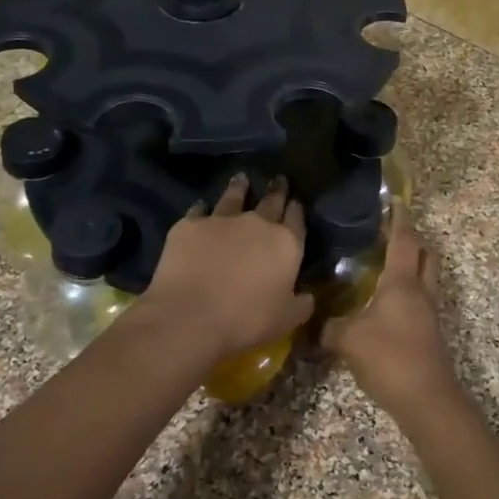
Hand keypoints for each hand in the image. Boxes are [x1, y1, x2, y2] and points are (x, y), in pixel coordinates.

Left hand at [141, 175, 314, 362]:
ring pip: (234, 196)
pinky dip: (202, 208)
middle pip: (270, 200)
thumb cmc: (246, 320)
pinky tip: (201, 207)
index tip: (296, 202)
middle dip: (276, 190)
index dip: (296, 209)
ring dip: (239, 187)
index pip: (296, 218)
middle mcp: (257, 223)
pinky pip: (199, 210)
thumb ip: (301, 304)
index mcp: (285, 244)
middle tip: (278, 179)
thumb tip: (308, 296)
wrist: (191, 315)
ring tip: (241, 178)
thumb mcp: (286, 320)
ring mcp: (221, 219)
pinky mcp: (190, 224)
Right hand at [323, 212, 456, 422]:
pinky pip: (420, 300)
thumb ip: (327, 327)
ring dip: (412, 266)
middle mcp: (420, 291)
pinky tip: (385, 301)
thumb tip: (311, 322)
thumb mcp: (348, 339)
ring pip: (426, 278)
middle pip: (425, 255)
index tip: (394, 200)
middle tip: (390, 232)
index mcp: (402, 282)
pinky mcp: (429, 334)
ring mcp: (429, 314)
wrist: (427, 400)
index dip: (399, 219)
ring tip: (385, 264)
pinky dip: (408, 291)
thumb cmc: (389, 357)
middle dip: (412, 239)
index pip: (404, 240)